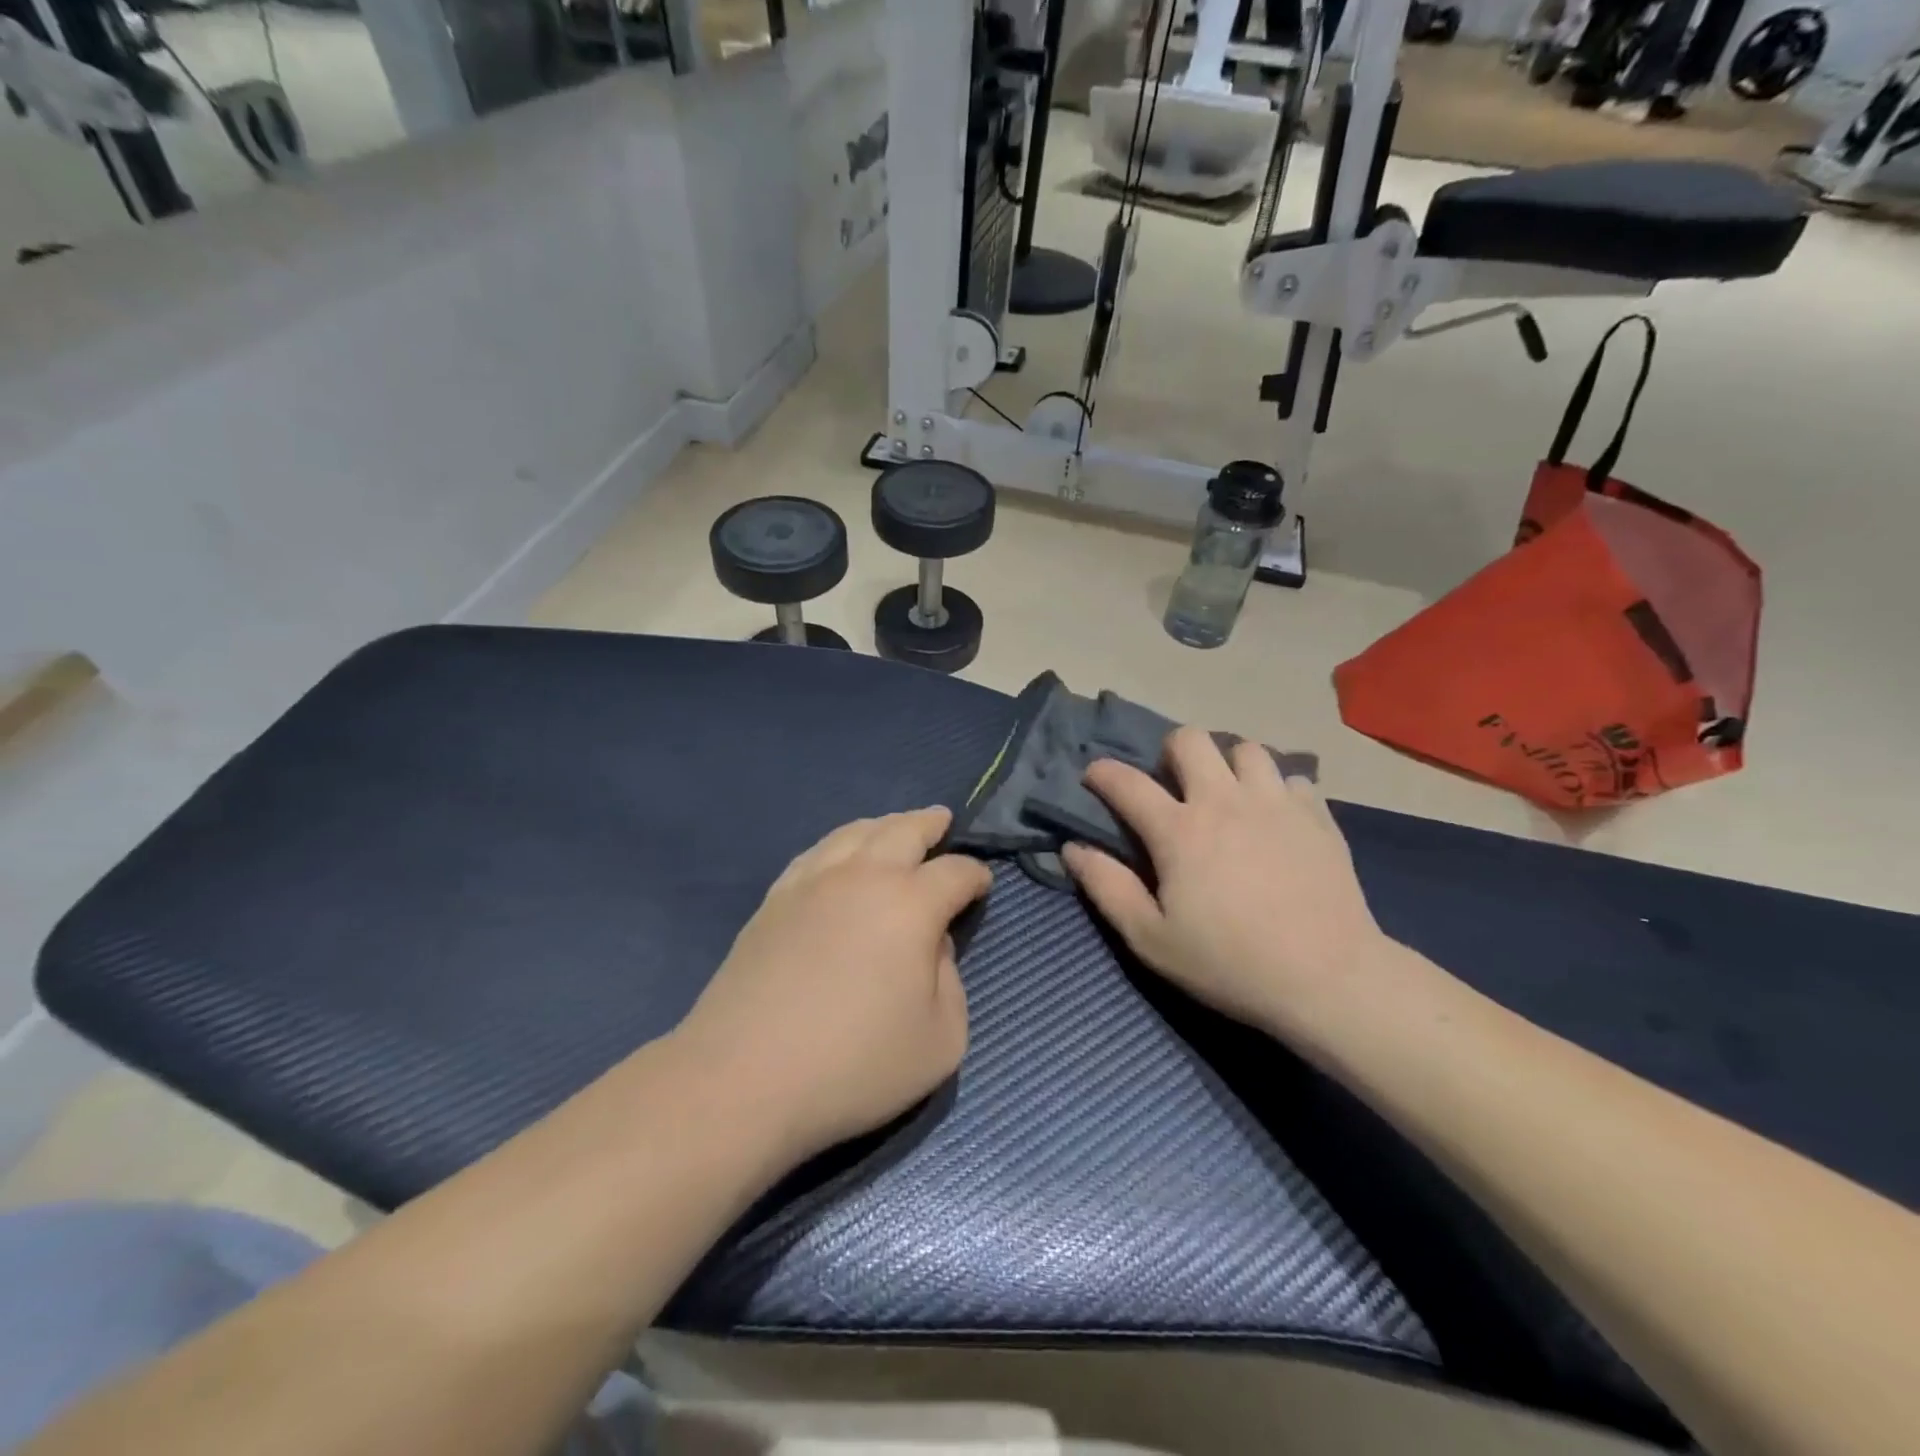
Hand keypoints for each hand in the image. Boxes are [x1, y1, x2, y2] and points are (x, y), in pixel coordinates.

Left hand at [675, 807, 990, 1165]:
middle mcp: (863, 876)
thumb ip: (951, 982)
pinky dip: (841, 843)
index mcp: (910, 904)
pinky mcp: (775, 899)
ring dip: (885, 824)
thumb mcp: (940, 1040)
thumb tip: (932, 945)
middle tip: (943, 820)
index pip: (955, 872)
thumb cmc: (854, 1064)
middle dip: (930, 823)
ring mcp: (812, 882)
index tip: (982, 885)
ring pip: (855, 831)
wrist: (745, 1077)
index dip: (976, 875)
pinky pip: (816, 852)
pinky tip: (840, 854)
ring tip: (895, 828)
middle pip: (903, 829)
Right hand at [1061, 727, 1387, 1039]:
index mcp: (1179, 830)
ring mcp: (1276, 804)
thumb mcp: (1151, 938)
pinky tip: (1276, 819)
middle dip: (1171, 752)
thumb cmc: (1230, 963)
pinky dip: (1277, 790)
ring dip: (1228, 765)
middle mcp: (1224, 801)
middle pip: (1191, 739)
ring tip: (1228, 796)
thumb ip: (1107, 888)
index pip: (1126, 782)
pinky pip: (1293, 778)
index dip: (1102, 773)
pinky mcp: (1318, 816)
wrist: (1329, 979)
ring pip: (1247, 748)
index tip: (1094, 778)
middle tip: (1173, 785)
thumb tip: (1073, 848)